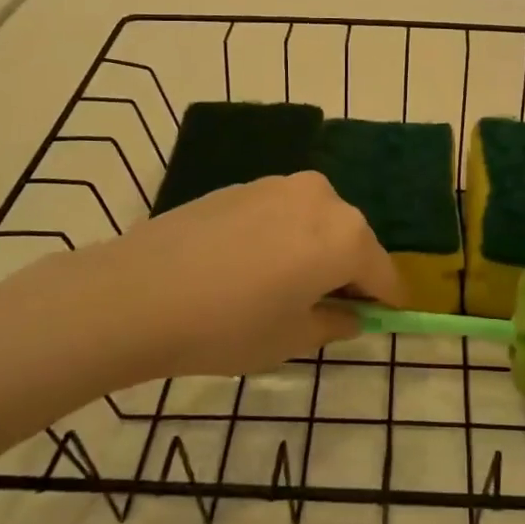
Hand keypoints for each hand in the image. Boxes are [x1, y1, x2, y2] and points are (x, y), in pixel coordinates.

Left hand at [0, 171, 403, 382]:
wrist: (138, 293)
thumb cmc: (228, 325)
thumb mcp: (291, 339)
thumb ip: (334, 324)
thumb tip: (351, 315)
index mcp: (346, 235)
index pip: (383, 274)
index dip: (386, 302)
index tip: (383, 321)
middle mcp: (322, 197)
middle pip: (352, 240)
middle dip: (348, 273)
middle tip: (326, 310)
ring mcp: (280, 184)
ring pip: (317, 222)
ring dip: (315, 251)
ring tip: (283, 289)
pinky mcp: (245, 184)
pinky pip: (283, 213)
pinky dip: (284, 237)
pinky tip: (250, 268)